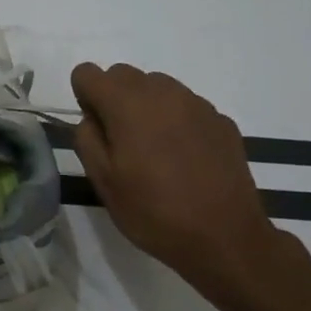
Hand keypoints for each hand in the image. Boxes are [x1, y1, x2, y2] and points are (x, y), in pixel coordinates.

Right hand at [69, 63, 310, 310]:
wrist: (226, 238)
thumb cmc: (154, 211)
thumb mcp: (103, 181)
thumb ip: (86, 138)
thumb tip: (92, 118)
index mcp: (126, 103)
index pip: (88, 73)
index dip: (85, 98)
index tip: (97, 131)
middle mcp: (162, 91)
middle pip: (123, 74)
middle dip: (114, 99)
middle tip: (122, 143)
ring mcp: (196, 103)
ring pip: (157, 87)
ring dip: (146, 107)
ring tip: (155, 151)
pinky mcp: (221, 120)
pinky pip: (186, 107)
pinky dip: (176, 122)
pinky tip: (185, 160)